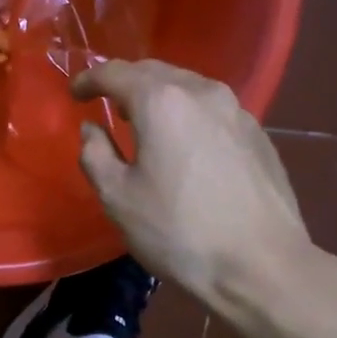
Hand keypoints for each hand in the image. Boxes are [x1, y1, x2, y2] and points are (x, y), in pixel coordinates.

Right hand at [73, 60, 320, 307]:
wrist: (262, 265)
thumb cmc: (179, 231)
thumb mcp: (118, 198)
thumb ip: (95, 154)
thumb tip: (92, 129)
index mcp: (161, 101)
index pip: (116, 73)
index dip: (90, 79)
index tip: (75, 93)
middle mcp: (202, 92)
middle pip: (155, 72)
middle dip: (126, 82)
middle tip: (107, 103)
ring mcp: (237, 111)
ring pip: (188, 87)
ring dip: (160, 96)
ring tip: (144, 121)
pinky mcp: (258, 134)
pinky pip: (212, 110)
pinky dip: (188, 114)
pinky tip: (185, 143)